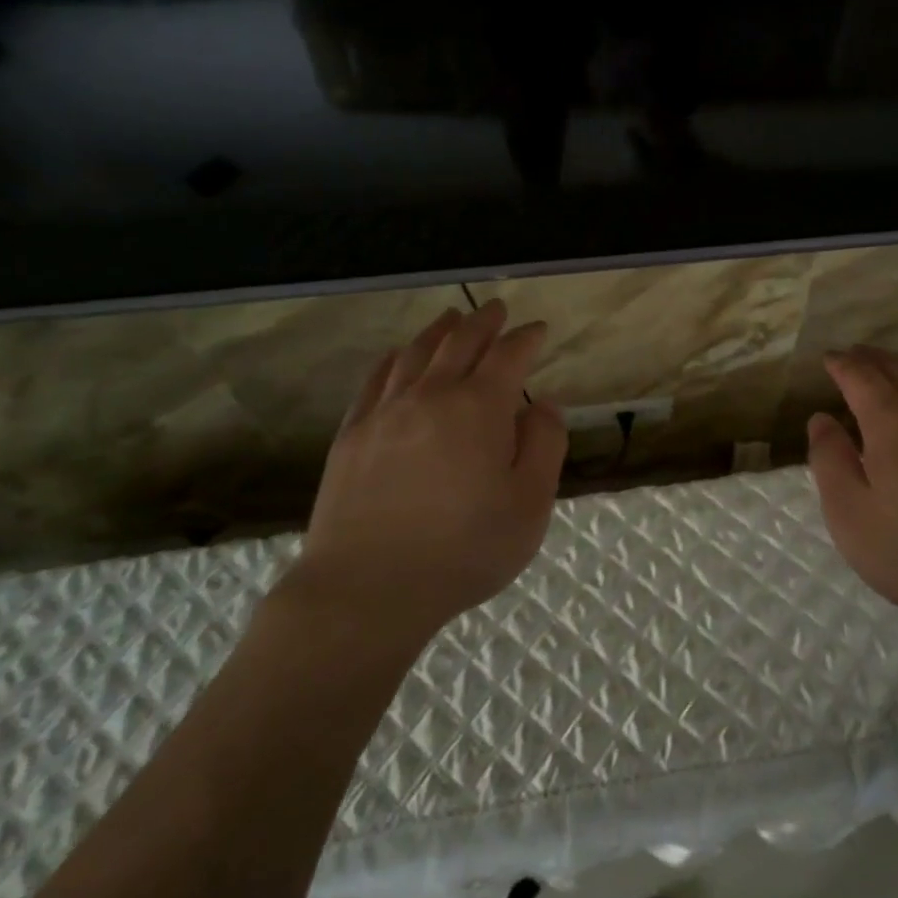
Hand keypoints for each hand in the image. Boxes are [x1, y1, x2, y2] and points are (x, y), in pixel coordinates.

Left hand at [286, 301, 568, 647]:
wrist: (368, 589)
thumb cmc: (464, 549)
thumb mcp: (530, 504)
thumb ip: (545, 445)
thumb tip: (543, 404)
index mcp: (480, 408)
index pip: (508, 356)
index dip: (527, 338)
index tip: (539, 330)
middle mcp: (432, 395)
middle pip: (460, 342)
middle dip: (483, 322)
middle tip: (497, 308)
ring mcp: (385, 412)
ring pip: (416, 354)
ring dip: (439, 331)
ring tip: (452, 318)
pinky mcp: (352, 434)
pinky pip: (376, 380)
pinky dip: (394, 359)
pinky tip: (398, 355)